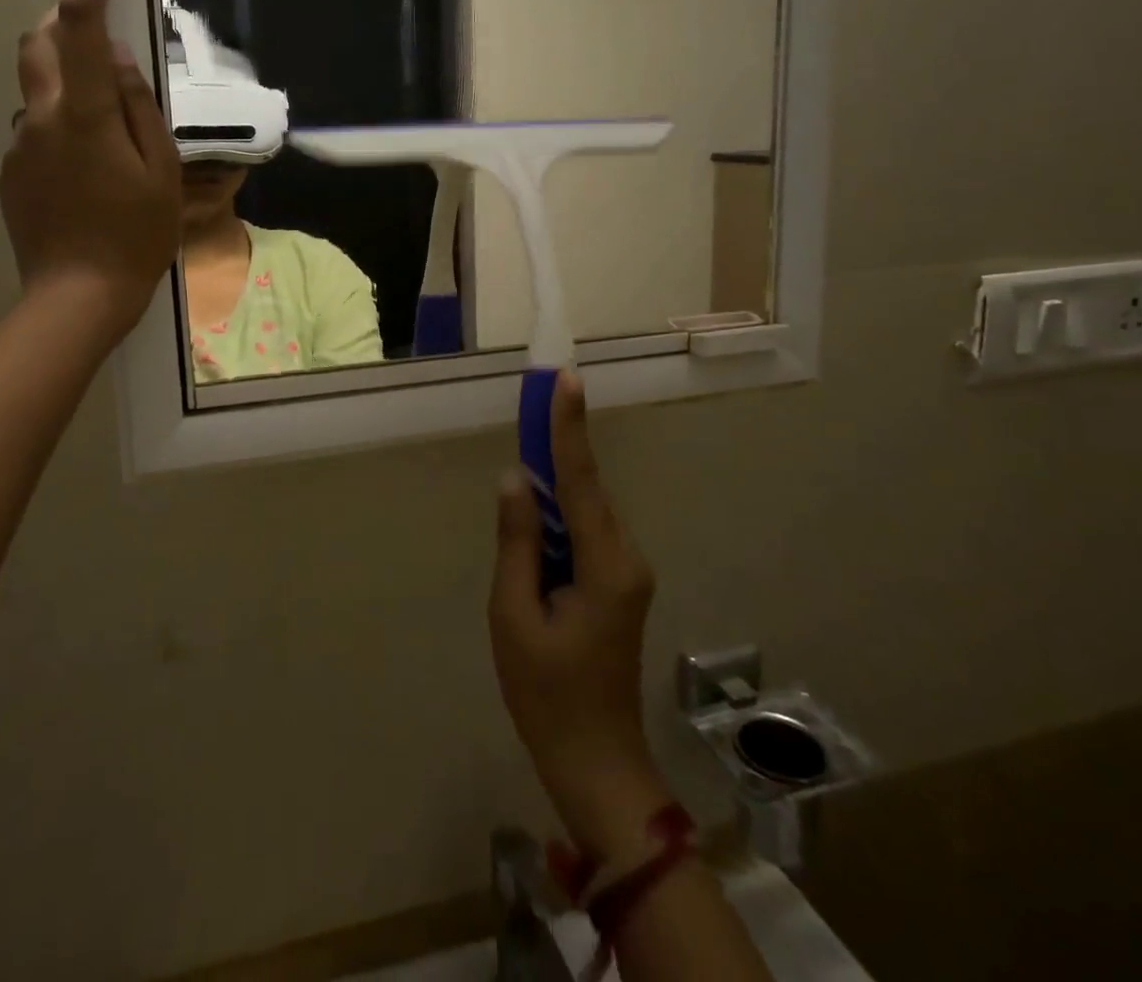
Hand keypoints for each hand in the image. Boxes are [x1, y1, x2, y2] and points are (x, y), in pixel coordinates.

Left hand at [0, 0, 180, 330]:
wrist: (78, 296)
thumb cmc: (136, 234)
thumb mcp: (160, 170)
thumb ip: (138, 107)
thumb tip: (116, 57)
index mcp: (85, 115)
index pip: (80, 29)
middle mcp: (40, 118)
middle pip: (37, 45)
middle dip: (60, 26)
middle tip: (97, 48)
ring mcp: (18, 146)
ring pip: (39, 93)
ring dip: (67, 93)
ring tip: (105, 144)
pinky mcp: (9, 173)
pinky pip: (34, 133)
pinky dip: (59, 133)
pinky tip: (84, 179)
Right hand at [490, 372, 670, 858]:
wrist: (596, 761)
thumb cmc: (547, 693)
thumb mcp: (514, 615)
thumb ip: (517, 541)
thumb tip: (515, 479)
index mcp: (606, 565)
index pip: (582, 480)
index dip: (569, 426)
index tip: (566, 379)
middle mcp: (627, 557)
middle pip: (586, 489)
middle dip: (557, 447)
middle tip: (532, 402)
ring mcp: (627, 571)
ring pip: (585, 510)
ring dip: (554, 486)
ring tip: (521, 468)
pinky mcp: (618, 583)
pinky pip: (585, 533)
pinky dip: (558, 517)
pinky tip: (534, 520)